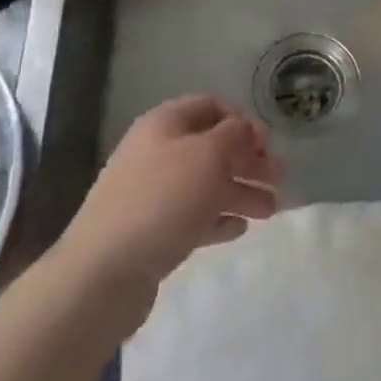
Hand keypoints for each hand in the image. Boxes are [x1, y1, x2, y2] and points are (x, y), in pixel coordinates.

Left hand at [61, 95, 281, 329]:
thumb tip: (245, 130)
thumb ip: (235, 136)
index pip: (210, 106)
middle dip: (247, 161)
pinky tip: (239, 229)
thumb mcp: (209, 155)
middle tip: (279, 179)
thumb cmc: (162, 200)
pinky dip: (218, 218)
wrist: (102, 274)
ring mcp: (150, 194)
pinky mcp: (149, 233)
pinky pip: (192, 216)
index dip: (242, 121)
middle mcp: (156, 152)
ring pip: (205, 184)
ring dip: (240, 192)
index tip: (267, 144)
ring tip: (270, 212)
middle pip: (211, 147)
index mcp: (165, 124)